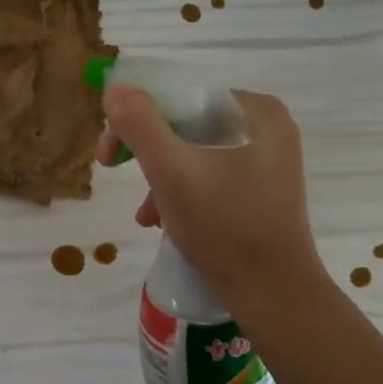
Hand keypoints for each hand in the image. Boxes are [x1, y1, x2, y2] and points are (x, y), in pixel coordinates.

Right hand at [99, 84, 325, 312]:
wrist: (273, 295)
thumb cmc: (225, 227)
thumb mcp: (172, 172)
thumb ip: (139, 124)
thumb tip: (115, 88)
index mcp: (256, 111)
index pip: (181, 97)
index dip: (136, 118)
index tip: (108, 153)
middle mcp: (266, 128)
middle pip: (185, 125)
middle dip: (147, 153)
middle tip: (115, 173)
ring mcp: (266, 161)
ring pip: (193, 152)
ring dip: (160, 178)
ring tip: (146, 215)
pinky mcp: (260, 190)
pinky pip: (208, 176)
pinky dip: (181, 193)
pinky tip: (164, 222)